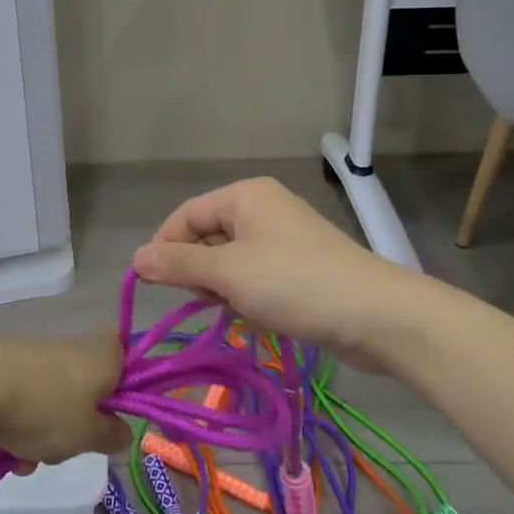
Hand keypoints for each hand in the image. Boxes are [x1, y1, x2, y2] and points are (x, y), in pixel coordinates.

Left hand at [0, 332, 130, 465]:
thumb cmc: (45, 408)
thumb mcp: (89, 435)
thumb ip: (112, 435)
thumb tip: (122, 431)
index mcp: (102, 354)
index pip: (126, 357)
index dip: (124, 388)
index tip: (113, 419)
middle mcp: (72, 347)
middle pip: (85, 388)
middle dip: (74, 425)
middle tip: (67, 447)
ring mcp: (36, 356)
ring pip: (51, 402)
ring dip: (42, 434)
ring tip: (26, 458)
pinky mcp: (3, 368)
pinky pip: (21, 404)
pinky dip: (15, 427)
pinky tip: (2, 450)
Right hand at [131, 176, 430, 366]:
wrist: (377, 316)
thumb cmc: (295, 283)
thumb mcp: (228, 273)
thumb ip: (178, 265)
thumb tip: (136, 258)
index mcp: (246, 196)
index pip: (187, 214)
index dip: (166, 247)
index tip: (154, 285)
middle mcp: (264, 209)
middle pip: (208, 236)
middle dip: (200, 272)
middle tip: (209, 301)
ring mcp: (285, 239)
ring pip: (231, 261)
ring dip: (225, 289)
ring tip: (240, 310)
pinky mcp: (301, 268)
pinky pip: (256, 277)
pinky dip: (249, 296)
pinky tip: (259, 317)